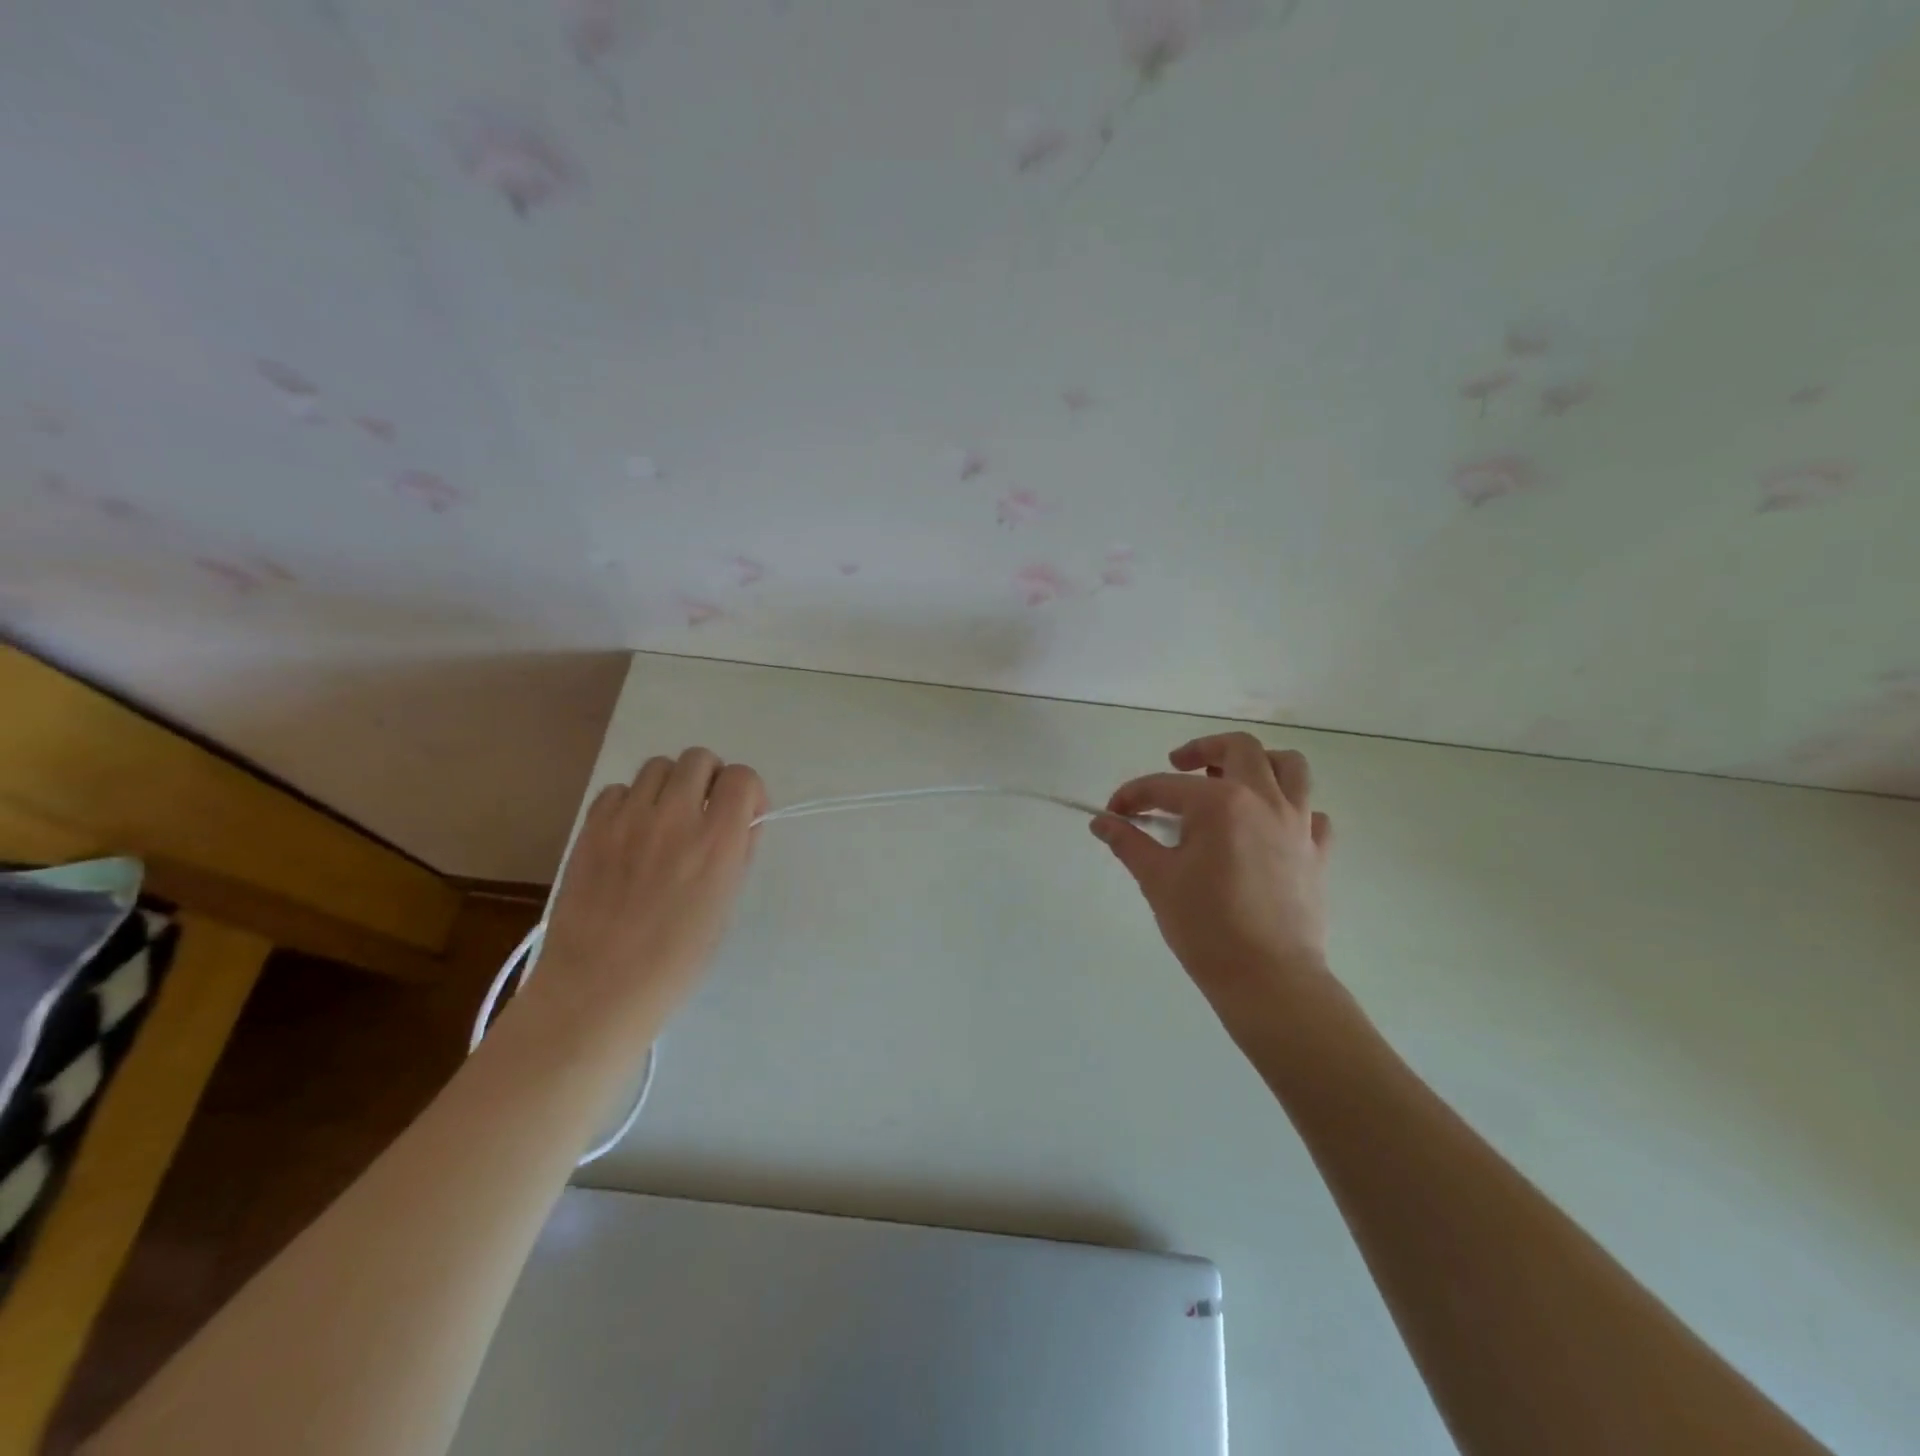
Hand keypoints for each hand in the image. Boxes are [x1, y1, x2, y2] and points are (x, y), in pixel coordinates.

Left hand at [525, 747, 766, 1049]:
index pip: (743, 777)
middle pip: (699, 759)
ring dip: (670, 786)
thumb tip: (740, 821)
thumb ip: (736, 853)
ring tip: (664, 822)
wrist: (599, 988)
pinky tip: (629, 835)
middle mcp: (675, 817)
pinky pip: (618, 790)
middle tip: (703, 813)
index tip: (742, 815)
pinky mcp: (592, 828)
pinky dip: (630, 802)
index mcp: (718, 841)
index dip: (747, 792)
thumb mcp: (725, 905)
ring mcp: (628, 819)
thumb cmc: (676, 960)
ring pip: (658, 767)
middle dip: (709, 779)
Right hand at [1093, 733, 1336, 1021]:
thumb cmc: (1206, 927)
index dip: (1133, 796)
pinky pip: (1311, 812)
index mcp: (1220, 802)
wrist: (1268, 979)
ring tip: (1232, 780)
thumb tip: (1101, 823)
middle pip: (1239, 747)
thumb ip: (1129, 843)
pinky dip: (1290, 808)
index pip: (1165, 786)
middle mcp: (1264, 799)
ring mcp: (1298, 823)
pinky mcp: (1317, 851)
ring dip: (1258, 762)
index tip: (1113, 813)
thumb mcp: (1157, 880)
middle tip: (1179, 765)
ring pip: (1289, 766)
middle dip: (1202, 748)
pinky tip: (1267, 827)